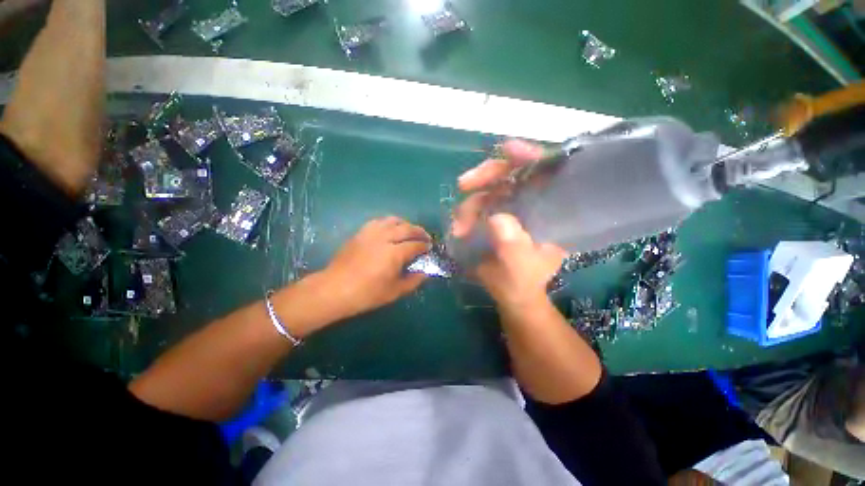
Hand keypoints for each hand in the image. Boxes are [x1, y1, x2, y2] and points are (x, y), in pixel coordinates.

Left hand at [321, 217, 430, 318]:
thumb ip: (413, 281)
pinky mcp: (361, 232)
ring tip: (410, 230)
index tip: (430, 248)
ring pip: (393, 220)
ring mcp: (371, 233)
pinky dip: (389, 222)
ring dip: (405, 224)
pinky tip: (391, 228)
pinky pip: (379, 221)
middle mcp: (384, 238)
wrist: (335, 289)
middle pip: (407, 228)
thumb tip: (425, 273)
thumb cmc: (366, 294)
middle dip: (419, 231)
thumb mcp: (394, 292)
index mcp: (394, 253)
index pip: (415, 245)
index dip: (425, 246)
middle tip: (426, 237)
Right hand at [452, 140, 565, 309]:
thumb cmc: (523, 284)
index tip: (509, 148)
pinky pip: (480, 203)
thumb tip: (496, 219)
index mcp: (554, 212)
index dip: (531, 156)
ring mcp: (514, 207)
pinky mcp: (498, 214)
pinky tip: (459, 227)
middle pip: (514, 173)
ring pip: (491, 189)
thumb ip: (513, 248)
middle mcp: (535, 203)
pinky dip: (467, 212)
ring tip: (458, 227)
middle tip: (464, 184)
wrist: (512, 295)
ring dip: (470, 204)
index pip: (549, 171)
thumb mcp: (520, 270)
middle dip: (486, 176)